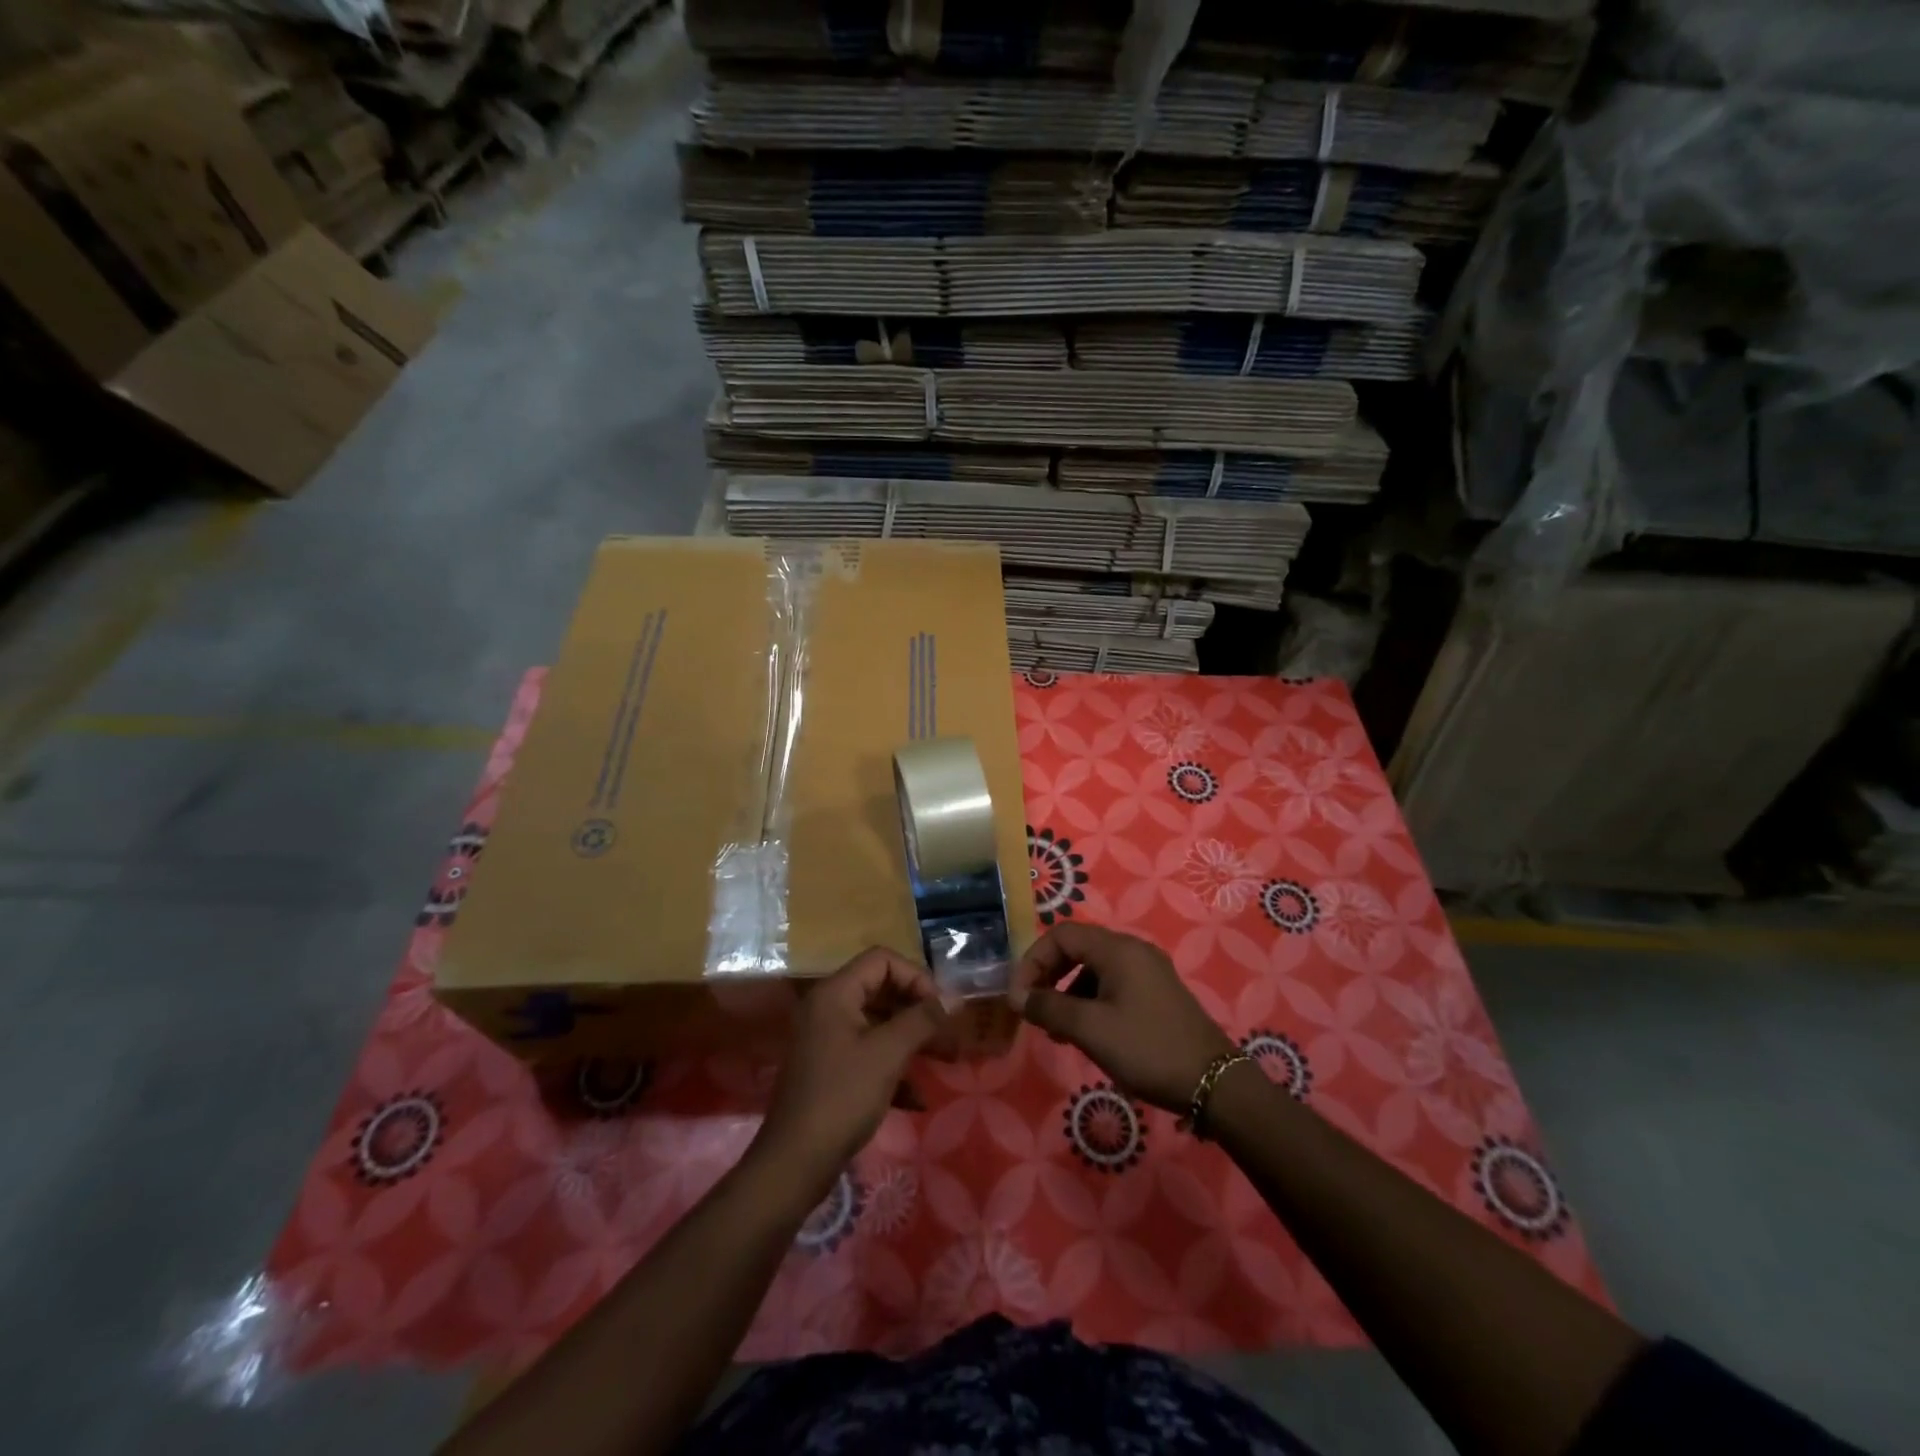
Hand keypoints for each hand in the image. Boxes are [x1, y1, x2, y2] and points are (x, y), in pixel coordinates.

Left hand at [754, 947, 949, 1196]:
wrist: (795, 1163)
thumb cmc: (842, 1097)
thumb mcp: (888, 1054)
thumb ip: (923, 1020)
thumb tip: (955, 998)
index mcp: (836, 993)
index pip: (882, 960)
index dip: (916, 976)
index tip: (940, 1007)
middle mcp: (828, 1008)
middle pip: (882, 989)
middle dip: (919, 1010)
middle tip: (949, 1033)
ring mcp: (827, 1040)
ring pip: (878, 1024)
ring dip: (912, 1039)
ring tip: (945, 1060)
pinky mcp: (830, 1070)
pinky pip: (869, 1053)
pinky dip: (894, 1067)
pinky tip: (918, 1098)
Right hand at [1008, 922, 1234, 1113]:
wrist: (1214, 1083)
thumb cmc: (1147, 1049)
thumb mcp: (1090, 1029)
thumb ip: (1049, 1007)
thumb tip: (1018, 996)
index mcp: (1117, 949)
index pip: (1061, 935)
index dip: (1033, 960)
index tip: (1019, 996)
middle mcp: (1133, 950)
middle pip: (1077, 948)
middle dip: (1049, 975)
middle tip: (1033, 1008)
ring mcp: (1149, 971)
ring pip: (1094, 968)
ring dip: (1068, 991)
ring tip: (1057, 1029)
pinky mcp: (1157, 993)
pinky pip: (1113, 985)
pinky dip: (1090, 1001)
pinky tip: (1086, 1033)